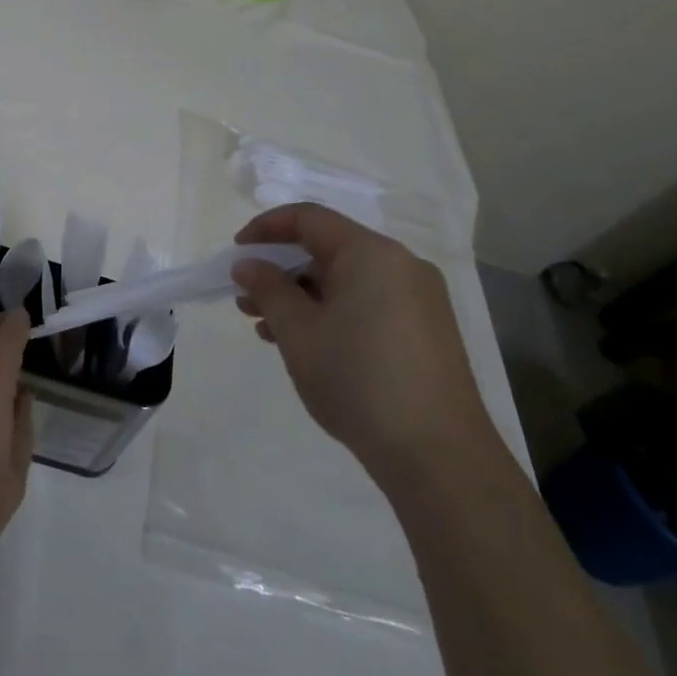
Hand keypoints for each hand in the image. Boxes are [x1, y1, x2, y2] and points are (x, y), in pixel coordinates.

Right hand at [232, 204, 497, 488]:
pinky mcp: (426, 332)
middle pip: (328, 249)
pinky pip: (368, 304)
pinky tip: (307, 345)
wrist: (439, 457)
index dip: (266, 228)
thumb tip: (248, 265)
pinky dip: (332, 313)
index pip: (309, 218)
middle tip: (246, 299)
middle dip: (281, 270)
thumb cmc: (358, 380)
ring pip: (347, 281)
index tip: (237, 253)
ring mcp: (419, 300)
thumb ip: (268, 289)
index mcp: (371, 253)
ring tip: (267, 328)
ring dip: (303, 296)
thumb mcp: (298, 332)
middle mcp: (400, 265)